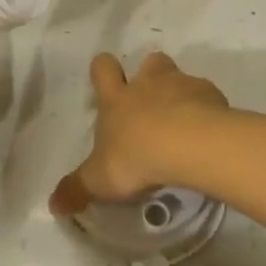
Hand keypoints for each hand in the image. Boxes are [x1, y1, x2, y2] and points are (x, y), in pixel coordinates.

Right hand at [49, 52, 228, 215]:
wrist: (187, 145)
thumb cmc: (135, 157)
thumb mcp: (99, 179)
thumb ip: (77, 189)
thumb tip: (53, 204)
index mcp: (117, 98)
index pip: (103, 68)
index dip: (104, 71)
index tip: (109, 82)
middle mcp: (149, 83)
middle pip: (149, 61)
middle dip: (150, 75)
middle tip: (153, 102)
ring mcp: (182, 85)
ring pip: (180, 76)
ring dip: (181, 93)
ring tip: (185, 122)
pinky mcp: (212, 96)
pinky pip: (208, 97)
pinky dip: (208, 110)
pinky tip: (209, 133)